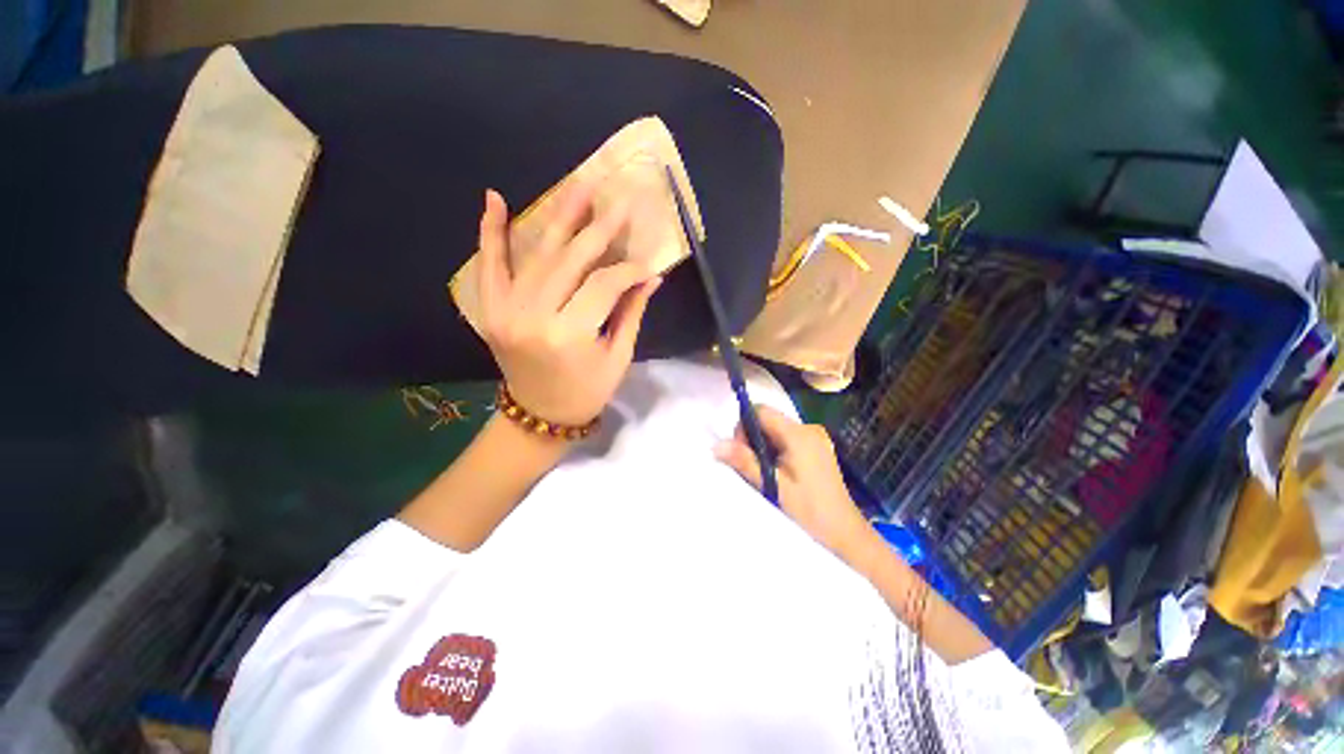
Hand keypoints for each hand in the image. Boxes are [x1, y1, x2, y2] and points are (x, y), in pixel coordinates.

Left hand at [477, 186, 661, 425]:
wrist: (539, 415)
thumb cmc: (587, 392)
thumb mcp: (617, 358)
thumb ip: (631, 313)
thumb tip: (651, 277)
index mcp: (569, 335)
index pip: (605, 285)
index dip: (628, 269)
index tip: (646, 262)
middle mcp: (534, 316)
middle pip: (571, 260)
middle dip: (599, 227)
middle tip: (619, 198)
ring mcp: (505, 310)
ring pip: (537, 255)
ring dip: (559, 216)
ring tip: (579, 185)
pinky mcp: (490, 310)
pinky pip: (489, 265)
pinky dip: (491, 232)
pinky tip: (494, 199)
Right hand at [715, 406, 875, 563]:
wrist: (845, 534)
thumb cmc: (809, 511)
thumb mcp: (773, 486)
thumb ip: (744, 462)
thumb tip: (716, 445)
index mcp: (799, 434)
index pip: (761, 411)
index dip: (744, 426)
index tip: (742, 452)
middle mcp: (809, 429)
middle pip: (768, 420)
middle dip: (753, 439)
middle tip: (754, 468)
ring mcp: (816, 438)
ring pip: (776, 431)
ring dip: (765, 447)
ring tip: (768, 473)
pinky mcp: (818, 448)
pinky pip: (788, 439)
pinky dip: (777, 451)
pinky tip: (781, 473)